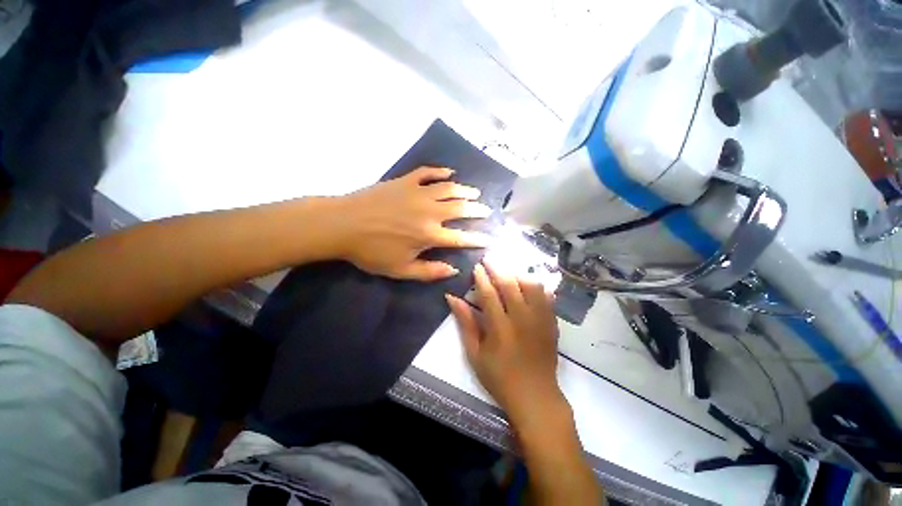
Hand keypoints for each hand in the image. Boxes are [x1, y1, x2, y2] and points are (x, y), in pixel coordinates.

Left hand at [333, 166, 491, 280]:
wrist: (342, 224)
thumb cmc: (371, 251)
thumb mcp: (400, 270)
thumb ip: (429, 272)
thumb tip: (454, 271)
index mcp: (429, 234)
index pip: (461, 238)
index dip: (478, 239)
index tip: (489, 239)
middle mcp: (430, 211)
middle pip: (461, 208)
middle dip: (478, 210)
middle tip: (487, 211)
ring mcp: (418, 193)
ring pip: (450, 188)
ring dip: (466, 190)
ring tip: (476, 192)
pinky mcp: (405, 181)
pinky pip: (428, 173)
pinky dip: (441, 171)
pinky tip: (450, 173)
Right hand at [446, 262, 566, 423]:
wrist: (535, 396)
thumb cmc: (499, 377)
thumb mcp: (475, 353)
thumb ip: (465, 323)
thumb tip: (452, 298)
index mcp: (500, 328)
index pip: (489, 294)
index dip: (481, 277)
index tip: (477, 266)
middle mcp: (522, 319)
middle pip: (510, 284)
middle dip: (498, 268)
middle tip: (490, 257)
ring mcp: (540, 319)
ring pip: (531, 286)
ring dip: (518, 273)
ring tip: (509, 268)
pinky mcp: (552, 323)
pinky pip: (547, 296)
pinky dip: (537, 285)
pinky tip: (529, 281)